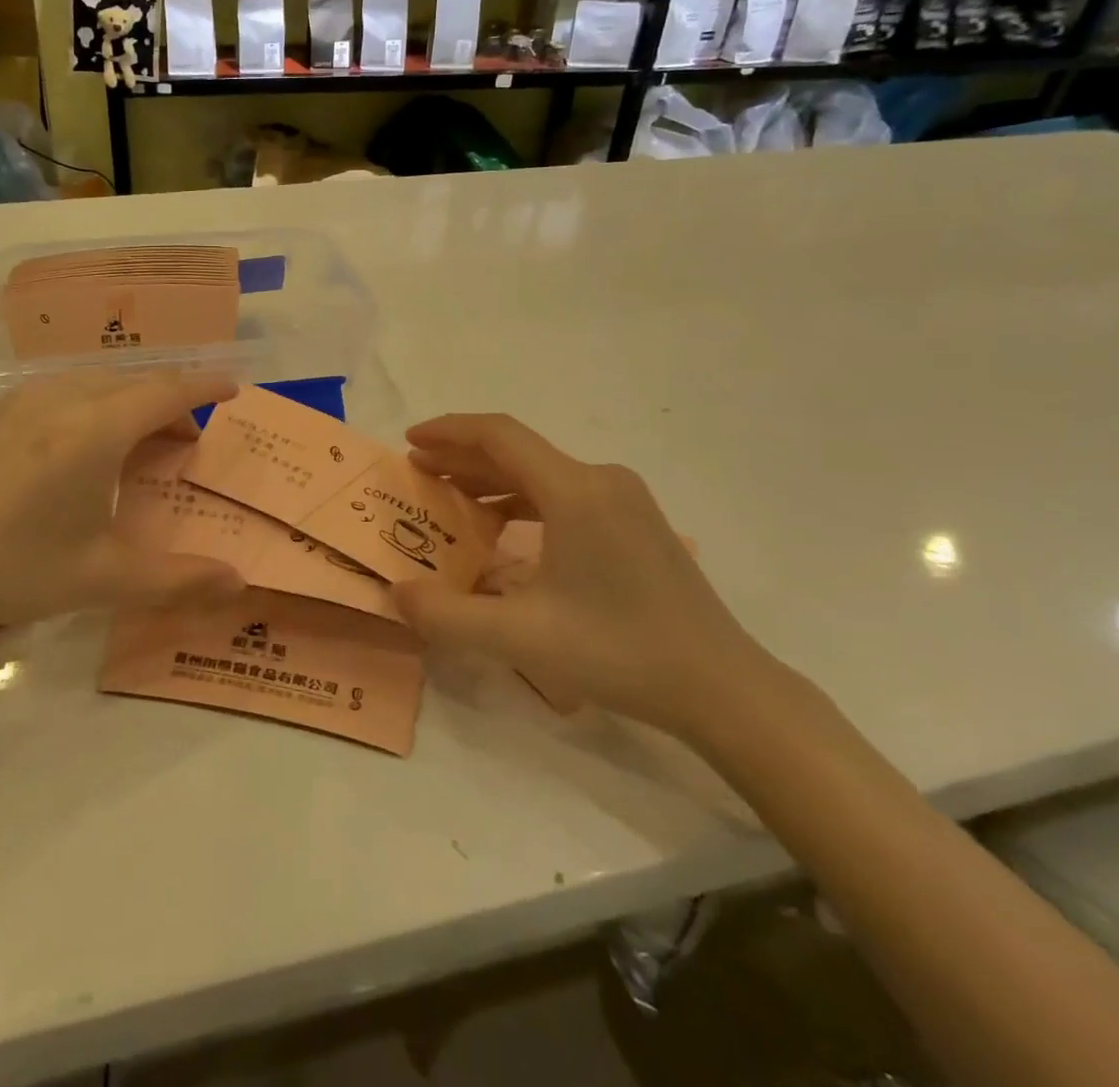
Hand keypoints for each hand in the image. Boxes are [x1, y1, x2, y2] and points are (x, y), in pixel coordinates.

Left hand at [0, 372, 246, 667]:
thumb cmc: (11, 570)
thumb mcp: (102, 579)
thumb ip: (178, 578)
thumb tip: (238, 582)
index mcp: (96, 428)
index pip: (168, 390)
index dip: (206, 385)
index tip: (233, 388)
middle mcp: (61, 399)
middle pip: (134, 382)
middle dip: (171, 403)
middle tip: (186, 444)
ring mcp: (18, 402)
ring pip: (96, 383)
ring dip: (129, 403)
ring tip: (137, 447)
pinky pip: (60, 391)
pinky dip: (93, 406)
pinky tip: (79, 451)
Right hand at [394, 414, 783, 741]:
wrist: (722, 687)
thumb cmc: (620, 654)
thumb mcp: (520, 639)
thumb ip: (446, 616)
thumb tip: (396, 594)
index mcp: (574, 491)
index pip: (499, 436)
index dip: (448, 431)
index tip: (409, 441)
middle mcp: (600, 480)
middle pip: (517, 451)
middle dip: (461, 457)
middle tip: (418, 471)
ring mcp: (624, 498)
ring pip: (541, 472)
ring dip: (490, 479)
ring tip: (449, 497)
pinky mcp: (635, 520)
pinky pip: (564, 493)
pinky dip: (522, 499)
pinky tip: (501, 527)